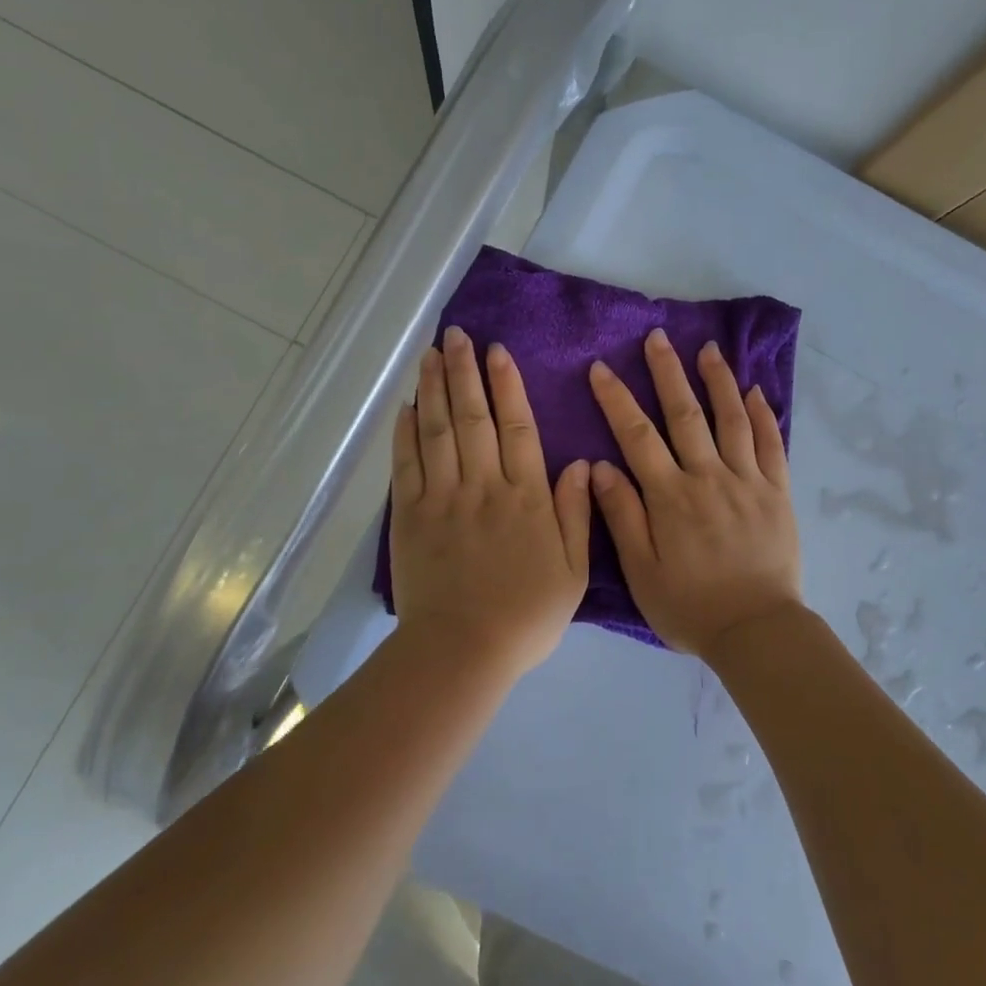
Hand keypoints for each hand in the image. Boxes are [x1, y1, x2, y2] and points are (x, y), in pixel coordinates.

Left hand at [390, 325, 592, 678]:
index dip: (506, 385)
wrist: (463, 650)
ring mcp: (443, 498)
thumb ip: (576, 513)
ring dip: (434, 389)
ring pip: (438, 431)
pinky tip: (407, 406)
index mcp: (526, 496)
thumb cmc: (526, 614)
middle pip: (473, 417)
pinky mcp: (411, 516)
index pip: (516, 427)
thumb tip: (579, 462)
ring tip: (431, 353)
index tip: (497, 351)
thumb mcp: (573, 570)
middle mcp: (483, 486)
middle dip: (464, 371)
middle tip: (456, 334)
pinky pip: (407, 465)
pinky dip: (406, 433)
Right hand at [587, 330, 802, 658]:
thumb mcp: (642, 572)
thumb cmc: (690, 606)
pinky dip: (763, 414)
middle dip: (668, 372)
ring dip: (718, 380)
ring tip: (708, 349)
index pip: (637, 436)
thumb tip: (599, 466)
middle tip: (657, 337)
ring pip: (731, 419)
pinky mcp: (777, 492)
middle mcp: (709, 477)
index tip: (601, 368)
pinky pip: (772, 444)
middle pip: (685, 414)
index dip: (617, 399)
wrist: (756, 630)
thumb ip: (622, 516)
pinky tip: (756, 391)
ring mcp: (748, 480)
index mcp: (671, 496)